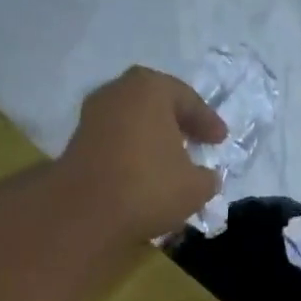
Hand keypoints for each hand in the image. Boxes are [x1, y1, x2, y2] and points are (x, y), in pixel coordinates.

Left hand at [58, 67, 228, 242]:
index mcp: (151, 89)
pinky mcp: (79, 142)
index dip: (208, 122)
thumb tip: (207, 177)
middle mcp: (119, 92)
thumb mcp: (195, 188)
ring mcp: (94, 115)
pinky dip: (133, 152)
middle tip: (194, 140)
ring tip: (170, 160)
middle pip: (156, 103)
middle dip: (177, 122)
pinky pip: (117, 140)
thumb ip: (208, 178)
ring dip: (152, 138)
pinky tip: (144, 173)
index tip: (221, 140)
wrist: (85, 211)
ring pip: (133, 121)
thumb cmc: (148, 188)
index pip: (188, 99)